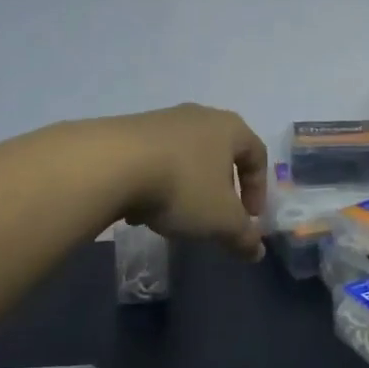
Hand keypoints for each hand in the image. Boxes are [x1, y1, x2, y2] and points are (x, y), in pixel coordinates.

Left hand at [110, 104, 267, 260]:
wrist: (109, 164)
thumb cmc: (182, 186)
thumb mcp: (221, 220)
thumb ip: (244, 236)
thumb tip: (257, 251)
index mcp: (230, 128)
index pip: (257, 154)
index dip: (258, 189)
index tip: (249, 218)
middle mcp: (199, 116)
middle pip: (220, 153)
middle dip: (221, 188)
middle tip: (215, 216)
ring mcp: (162, 120)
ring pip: (185, 157)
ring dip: (186, 187)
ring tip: (173, 217)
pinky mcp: (128, 129)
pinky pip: (154, 158)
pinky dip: (155, 182)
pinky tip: (140, 208)